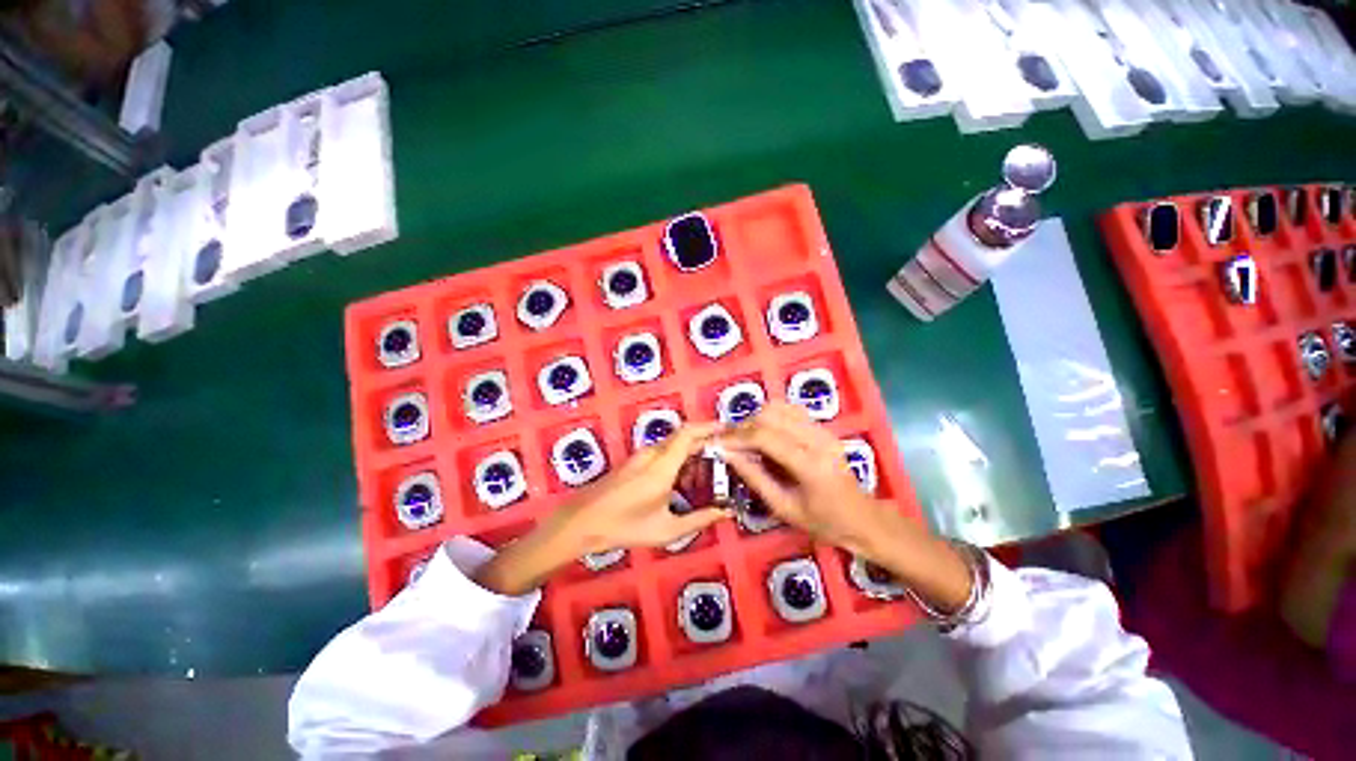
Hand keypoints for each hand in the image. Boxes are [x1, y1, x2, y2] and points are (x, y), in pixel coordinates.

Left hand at [557, 421, 729, 554]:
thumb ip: (700, 519)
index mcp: (662, 465)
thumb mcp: (667, 529)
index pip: (689, 433)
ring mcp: (642, 455)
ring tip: (710, 475)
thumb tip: (726, 512)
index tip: (730, 432)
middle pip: (684, 436)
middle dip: (707, 442)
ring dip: (693, 453)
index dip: (710, 428)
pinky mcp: (636, 461)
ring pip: (675, 444)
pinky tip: (685, 483)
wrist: (583, 521)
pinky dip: (680, 460)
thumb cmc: (625, 526)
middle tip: (728, 456)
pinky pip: (664, 452)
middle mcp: (653, 453)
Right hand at [719, 402, 971, 612]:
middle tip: (729, 443)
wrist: (863, 518)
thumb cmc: (824, 522)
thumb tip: (728, 454)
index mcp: (809, 464)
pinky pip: (789, 410)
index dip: (736, 437)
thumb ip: (754, 478)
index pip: (764, 436)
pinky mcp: (822, 427)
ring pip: (779, 407)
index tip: (717, 443)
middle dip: (743, 426)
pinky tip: (764, 433)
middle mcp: (816, 439)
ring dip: (756, 419)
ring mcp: (822, 429)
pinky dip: (770, 416)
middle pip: (770, 415)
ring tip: (744, 438)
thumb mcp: (784, 508)